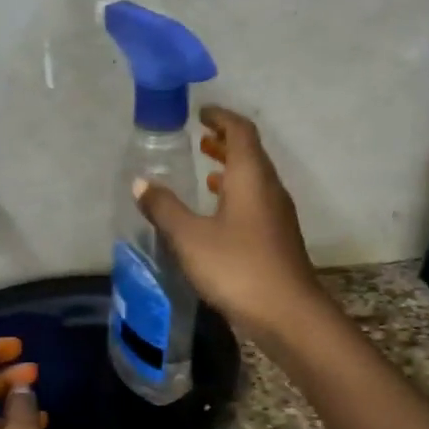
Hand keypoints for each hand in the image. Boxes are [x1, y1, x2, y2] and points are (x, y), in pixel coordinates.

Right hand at [134, 105, 324, 341]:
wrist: (288, 314)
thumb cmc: (237, 267)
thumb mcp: (189, 237)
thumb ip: (164, 207)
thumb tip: (140, 182)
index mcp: (251, 177)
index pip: (241, 131)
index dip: (221, 118)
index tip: (201, 113)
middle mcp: (269, 189)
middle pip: (250, 153)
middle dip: (225, 141)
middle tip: (200, 139)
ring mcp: (277, 215)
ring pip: (254, 179)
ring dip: (230, 170)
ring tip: (204, 172)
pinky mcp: (277, 238)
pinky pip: (255, 201)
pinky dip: (235, 194)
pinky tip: (217, 214)